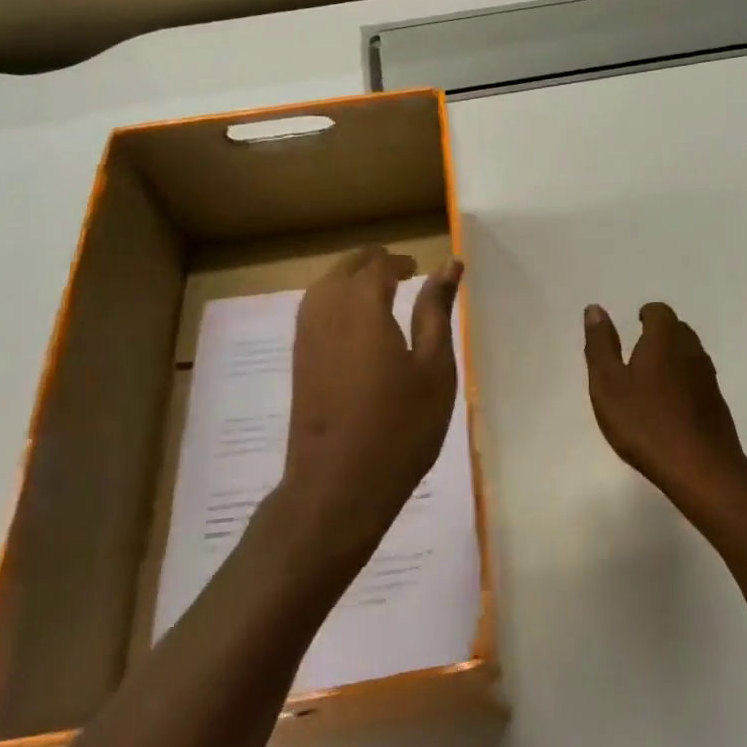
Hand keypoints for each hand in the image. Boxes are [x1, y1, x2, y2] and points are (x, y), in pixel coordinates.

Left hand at [276, 247, 463, 568]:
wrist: (339, 485)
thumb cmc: (401, 427)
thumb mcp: (434, 369)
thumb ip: (437, 312)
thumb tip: (447, 266)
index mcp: (363, 309)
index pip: (377, 266)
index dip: (398, 261)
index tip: (417, 266)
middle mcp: (327, 313)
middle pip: (344, 270)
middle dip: (371, 262)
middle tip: (400, 269)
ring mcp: (307, 339)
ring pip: (322, 288)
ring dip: (348, 279)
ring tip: (377, 289)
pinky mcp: (299, 362)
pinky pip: (312, 311)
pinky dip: (332, 300)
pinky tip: (353, 321)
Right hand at [583, 301, 746, 502]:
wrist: (701, 468)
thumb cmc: (645, 423)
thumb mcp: (608, 384)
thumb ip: (601, 345)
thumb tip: (595, 309)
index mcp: (664, 339)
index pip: (659, 312)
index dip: (646, 314)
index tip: (634, 325)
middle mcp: (691, 351)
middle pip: (677, 330)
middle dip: (658, 334)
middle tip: (636, 352)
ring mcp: (708, 378)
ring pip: (689, 355)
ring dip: (671, 359)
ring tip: (649, 380)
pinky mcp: (716, 404)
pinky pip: (697, 380)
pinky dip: (682, 383)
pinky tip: (668, 407)